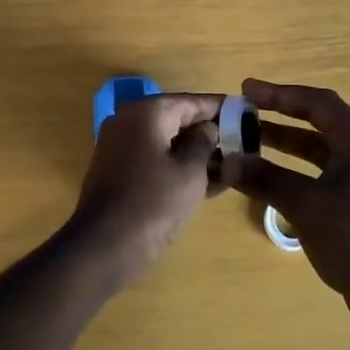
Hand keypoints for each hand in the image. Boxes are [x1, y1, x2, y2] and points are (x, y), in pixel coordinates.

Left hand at [75, 92, 224, 284]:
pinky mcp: (119, 171)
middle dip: (209, 132)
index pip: (191, 101)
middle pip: (178, 119)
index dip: (220, 107)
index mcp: (147, 112)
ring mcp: (121, 147)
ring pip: (167, 142)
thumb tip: (208, 129)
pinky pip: (155, 160)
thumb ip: (204, 142)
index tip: (246, 112)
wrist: (103, 247)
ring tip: (231, 165)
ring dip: (196, 153)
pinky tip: (209, 183)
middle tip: (242, 142)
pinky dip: (178, 167)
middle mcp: (129, 121)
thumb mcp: (190, 172)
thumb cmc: (153, 203)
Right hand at [220, 79, 349, 330]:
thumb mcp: (304, 204)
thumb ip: (265, 178)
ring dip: (286, 141)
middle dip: (281, 114)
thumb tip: (228, 161)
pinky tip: (272, 176)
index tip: (246, 90)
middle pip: (318, 119)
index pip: (315, 101)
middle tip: (245, 110)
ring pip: (319, 146)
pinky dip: (296, 166)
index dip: (279, 93)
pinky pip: (322, 168)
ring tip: (250, 140)